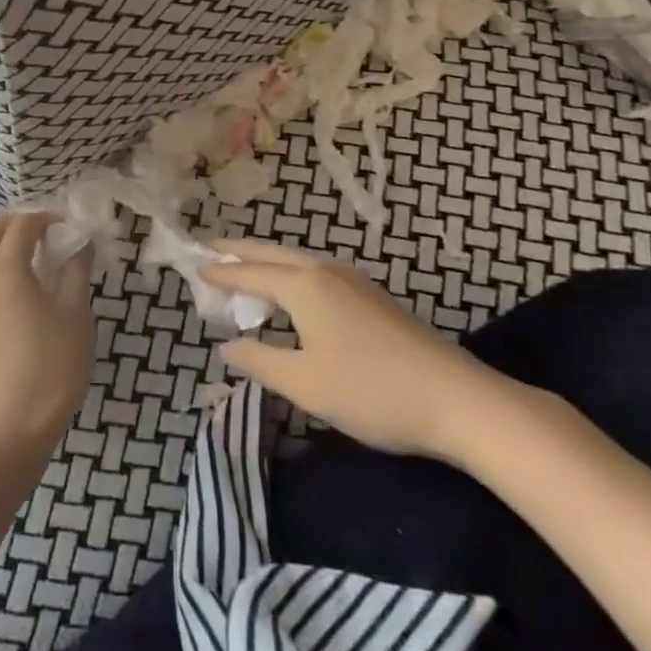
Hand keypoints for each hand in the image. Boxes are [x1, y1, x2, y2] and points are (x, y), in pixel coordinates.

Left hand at [0, 213, 94, 450]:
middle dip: (9, 226)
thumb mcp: (76, 311)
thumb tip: (80, 244)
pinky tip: (14, 288)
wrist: (18, 420)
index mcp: (5, 267)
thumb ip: (76, 271)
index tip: (69, 228)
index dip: (46, 219)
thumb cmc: (53, 361)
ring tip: (24, 260)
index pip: (22, 226)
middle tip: (38, 236)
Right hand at [201, 240, 536, 465]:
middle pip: (273, 253)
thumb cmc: (372, 391)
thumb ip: (259, 361)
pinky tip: (294, 294)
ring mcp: (354, 281)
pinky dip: (290, 274)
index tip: (192, 266)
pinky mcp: (373, 298)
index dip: (220, 272)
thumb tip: (226, 347)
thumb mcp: (305, 384)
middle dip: (240, 251)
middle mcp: (326, 271)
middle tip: (210, 250)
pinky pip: (316, 273)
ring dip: (267, 261)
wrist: (458, 400)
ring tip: (245, 269)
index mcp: (304, 286)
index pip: (250, 272)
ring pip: (298, 260)